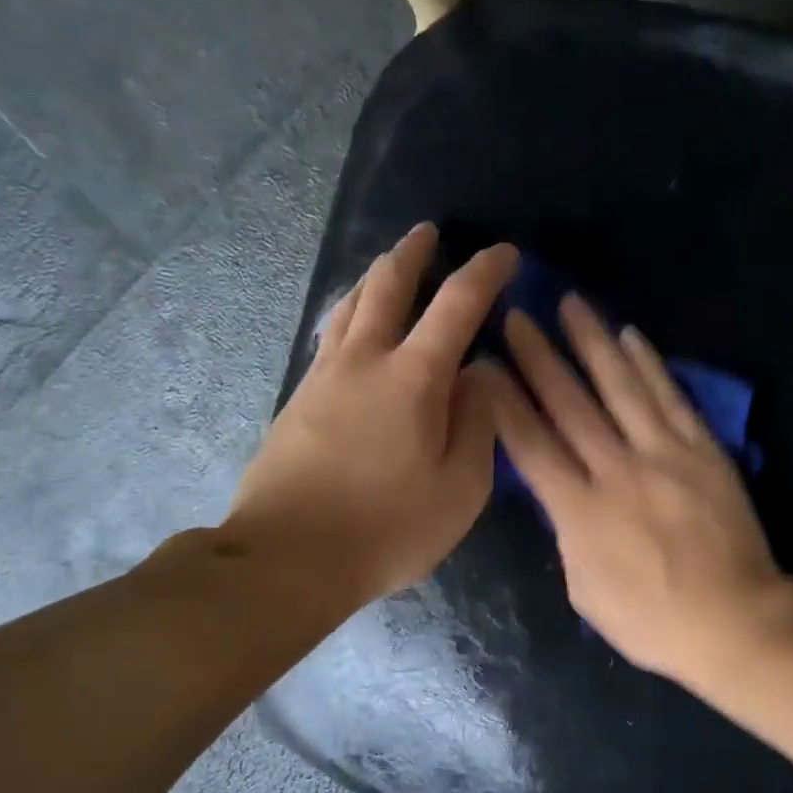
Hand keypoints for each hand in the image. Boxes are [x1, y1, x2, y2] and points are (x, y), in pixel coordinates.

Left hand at [227, 224, 517, 610]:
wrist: (287, 559)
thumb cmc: (388, 527)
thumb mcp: (461, 487)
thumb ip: (477, 423)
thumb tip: (478, 376)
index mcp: (414, 378)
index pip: (457, 304)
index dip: (485, 272)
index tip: (505, 254)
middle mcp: (365, 361)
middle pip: (386, 286)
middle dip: (412, 253)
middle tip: (428, 233)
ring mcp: (323, 378)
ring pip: (348, 307)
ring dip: (373, 278)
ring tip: (388, 267)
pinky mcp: (297, 402)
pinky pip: (329, 339)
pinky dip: (349, 317)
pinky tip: (352, 328)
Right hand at [480, 294, 786, 682]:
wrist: (733, 620)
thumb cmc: (651, 620)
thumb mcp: (584, 589)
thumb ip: (566, 533)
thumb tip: (561, 493)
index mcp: (579, 511)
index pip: (531, 444)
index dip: (504, 402)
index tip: (484, 364)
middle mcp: (616, 470)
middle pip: (569, 403)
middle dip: (539, 357)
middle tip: (517, 316)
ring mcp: (663, 454)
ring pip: (621, 387)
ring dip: (592, 343)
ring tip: (571, 304)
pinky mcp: (702, 450)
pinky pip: (671, 398)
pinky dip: (650, 365)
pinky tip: (631, 336)